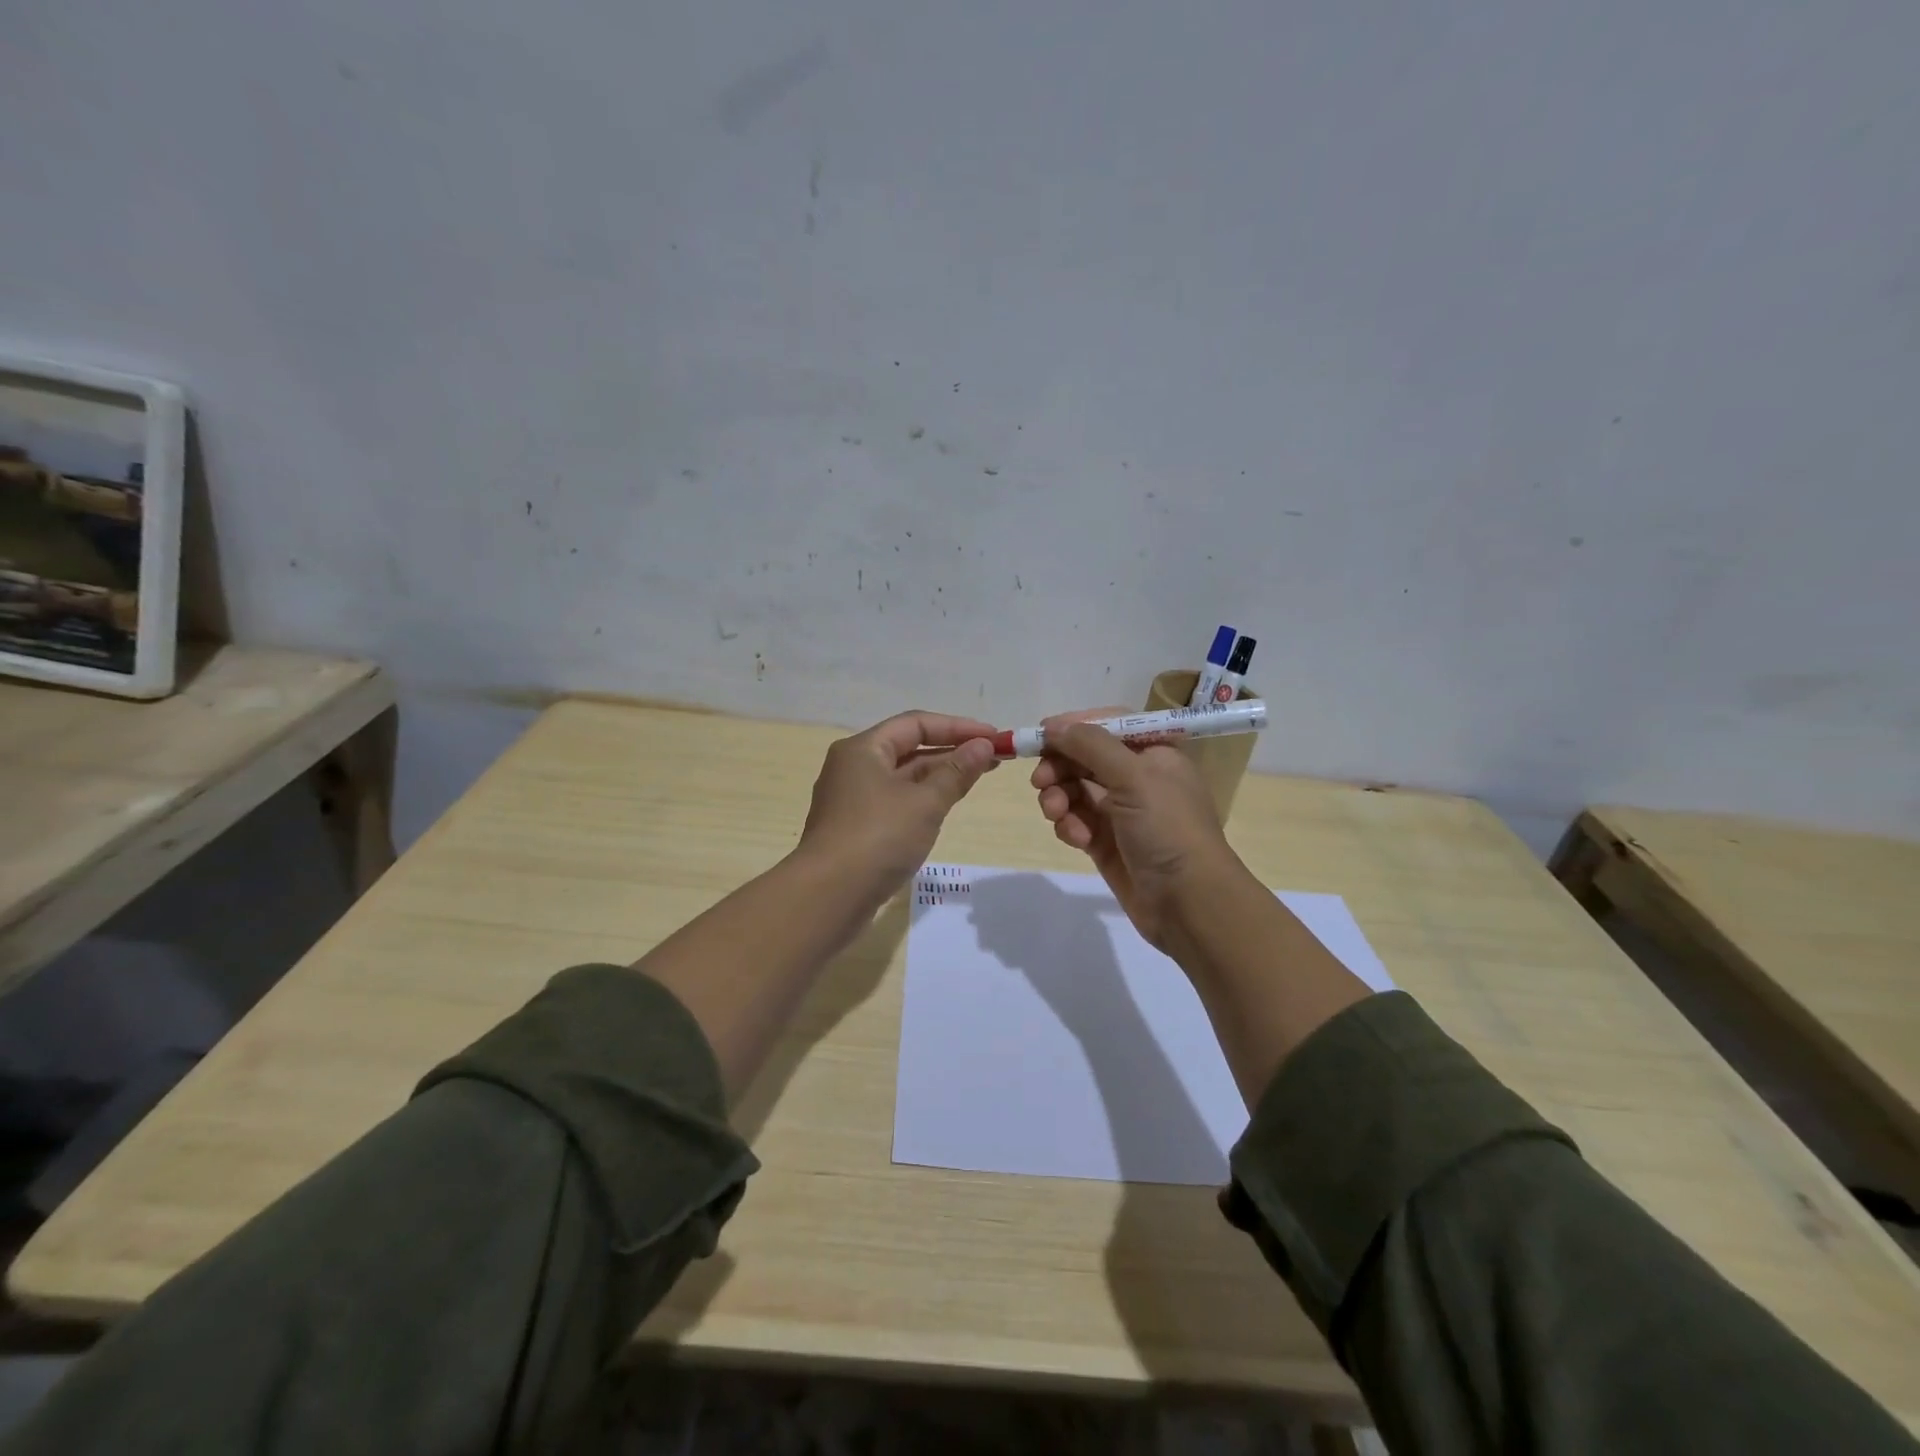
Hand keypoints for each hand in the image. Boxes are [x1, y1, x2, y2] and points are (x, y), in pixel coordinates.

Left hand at [797, 710, 998, 903]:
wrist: (829, 897)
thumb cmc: (878, 838)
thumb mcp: (925, 802)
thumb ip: (957, 772)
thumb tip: (983, 745)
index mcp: (863, 749)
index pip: (916, 724)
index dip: (958, 727)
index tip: (994, 736)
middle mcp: (853, 767)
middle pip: (909, 748)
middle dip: (952, 751)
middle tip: (995, 757)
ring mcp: (853, 800)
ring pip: (903, 777)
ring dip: (940, 775)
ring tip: (979, 777)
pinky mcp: (856, 829)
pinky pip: (896, 802)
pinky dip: (923, 798)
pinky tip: (946, 805)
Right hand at [1031, 707, 1236, 947]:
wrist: (1188, 902)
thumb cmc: (1168, 828)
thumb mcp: (1133, 776)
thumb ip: (1090, 745)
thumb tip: (1053, 726)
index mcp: (1154, 752)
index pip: (1107, 725)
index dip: (1074, 727)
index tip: (1042, 735)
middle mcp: (1137, 776)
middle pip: (1084, 757)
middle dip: (1059, 767)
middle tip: (1040, 781)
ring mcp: (1121, 811)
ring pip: (1074, 790)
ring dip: (1059, 797)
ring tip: (1056, 813)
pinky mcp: (1106, 842)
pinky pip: (1075, 821)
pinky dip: (1069, 825)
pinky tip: (1076, 838)